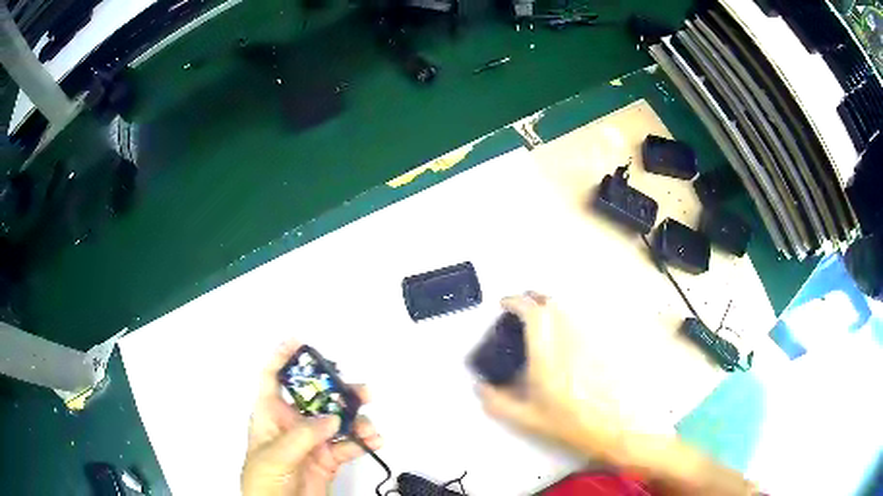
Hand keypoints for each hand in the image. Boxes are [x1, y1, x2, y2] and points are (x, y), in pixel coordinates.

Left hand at [242, 340, 382, 495]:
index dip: (282, 357)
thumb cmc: (262, 481)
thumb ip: (302, 436)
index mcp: (270, 415)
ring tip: (369, 427)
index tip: (299, 341)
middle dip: (337, 391)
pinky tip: (374, 442)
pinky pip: (349, 445)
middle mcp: (292, 424)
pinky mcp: (328, 459)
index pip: (273, 378)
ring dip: (357, 419)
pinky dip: (364, 442)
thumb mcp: (275, 456)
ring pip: (337, 421)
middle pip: (316, 398)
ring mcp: (312, 442)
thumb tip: (332, 418)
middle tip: (360, 391)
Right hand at [477, 292, 629, 462]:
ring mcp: (587, 338)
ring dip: (549, 305)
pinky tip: (564, 332)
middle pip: (551, 302)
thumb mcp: (527, 418)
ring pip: (568, 308)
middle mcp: (568, 339)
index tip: (504, 304)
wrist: (610, 424)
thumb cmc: (570, 421)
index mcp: (546, 354)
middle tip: (520, 307)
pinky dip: (567, 317)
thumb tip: (480, 388)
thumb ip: (498, 403)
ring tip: (539, 316)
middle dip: (531, 298)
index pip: (532, 313)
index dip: (515, 302)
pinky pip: (582, 319)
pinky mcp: (600, 342)